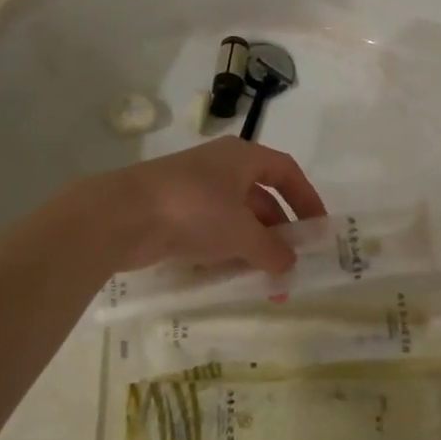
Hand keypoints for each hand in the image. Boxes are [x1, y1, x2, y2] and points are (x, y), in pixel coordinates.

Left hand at [89, 137, 326, 273]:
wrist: (121, 216)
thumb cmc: (193, 210)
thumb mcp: (241, 232)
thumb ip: (271, 250)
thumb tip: (291, 265)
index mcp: (242, 157)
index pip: (287, 172)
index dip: (306, 199)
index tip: (318, 230)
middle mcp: (221, 167)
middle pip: (262, 197)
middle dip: (279, 232)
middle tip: (292, 265)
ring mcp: (195, 189)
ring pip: (236, 217)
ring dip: (253, 247)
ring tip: (266, 281)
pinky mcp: (174, 212)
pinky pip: (212, 230)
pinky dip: (226, 250)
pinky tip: (232, 277)